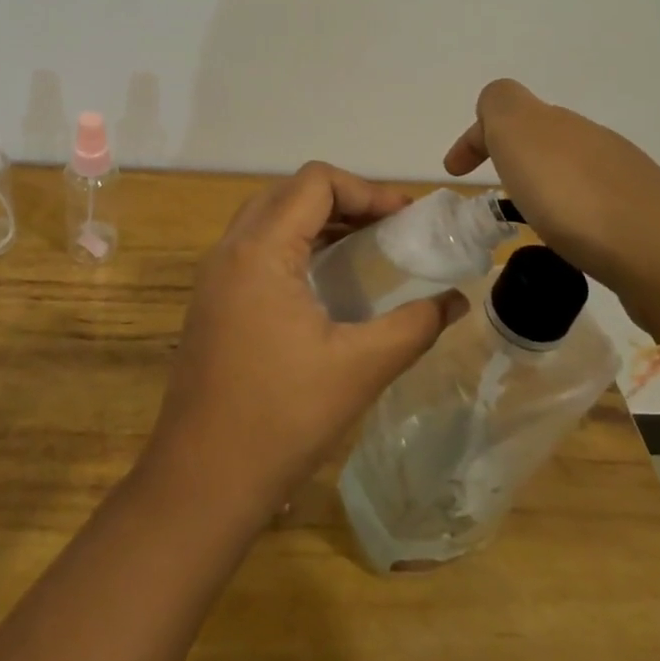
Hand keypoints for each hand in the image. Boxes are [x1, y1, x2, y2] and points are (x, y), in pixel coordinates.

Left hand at [141, 162, 467, 516]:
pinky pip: (255, 249)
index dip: (366, 189)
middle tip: (389, 229)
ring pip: (269, 219)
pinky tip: (326, 284)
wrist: (203, 478)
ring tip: (365, 250)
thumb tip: (456, 301)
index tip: (405, 218)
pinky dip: (294, 247)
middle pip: (290, 193)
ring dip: (317, 222)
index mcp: (260, 249)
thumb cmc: (282, 417)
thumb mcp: (359, 368)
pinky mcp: (211, 301)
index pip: (314, 182)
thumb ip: (414, 325)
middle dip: (344, 201)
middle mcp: (230, 249)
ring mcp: (214, 275)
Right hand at [444, 79, 659, 339]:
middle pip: (542, 136)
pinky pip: (592, 203)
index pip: (506, 108)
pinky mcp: (643, 219)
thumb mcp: (519, 134)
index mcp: (558, 122)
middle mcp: (593, 141)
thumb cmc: (574, 196)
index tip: (454, 174)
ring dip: (542, 185)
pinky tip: (568, 239)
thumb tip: (496, 111)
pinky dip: (569, 212)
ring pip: (570, 169)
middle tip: (491, 192)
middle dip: (511, 157)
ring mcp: (625, 178)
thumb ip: (499, 108)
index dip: (474, 136)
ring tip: (527, 219)